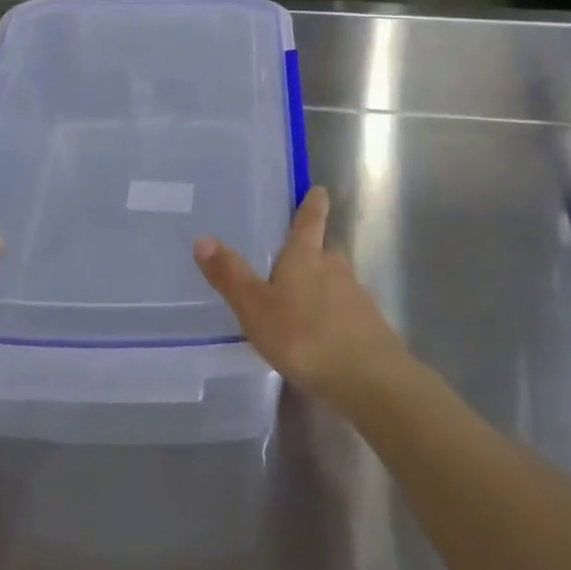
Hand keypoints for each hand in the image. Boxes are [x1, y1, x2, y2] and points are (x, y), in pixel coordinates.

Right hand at [192, 186, 408, 413]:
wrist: (368, 379)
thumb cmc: (304, 336)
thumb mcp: (256, 307)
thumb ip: (230, 276)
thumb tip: (202, 238)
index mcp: (306, 257)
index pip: (309, 221)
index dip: (312, 204)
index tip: (319, 190)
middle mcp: (335, 268)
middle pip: (326, 249)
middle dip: (315, 247)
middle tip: (298, 250)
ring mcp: (355, 297)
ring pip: (337, 280)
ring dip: (323, 282)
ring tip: (302, 295)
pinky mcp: (368, 326)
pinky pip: (346, 310)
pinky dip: (333, 313)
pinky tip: (321, 331)